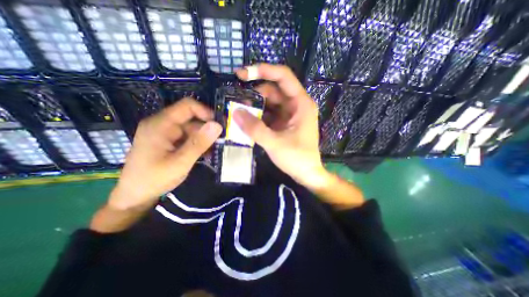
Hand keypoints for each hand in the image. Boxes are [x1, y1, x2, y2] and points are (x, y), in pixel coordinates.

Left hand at [108, 98, 221, 211]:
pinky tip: (204, 153)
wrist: (134, 196)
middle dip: (207, 128)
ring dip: (203, 138)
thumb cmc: (154, 179)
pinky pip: (186, 136)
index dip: (206, 112)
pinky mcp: (167, 140)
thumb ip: (199, 143)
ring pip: (191, 128)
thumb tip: (217, 125)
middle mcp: (162, 124)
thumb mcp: (180, 162)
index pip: (187, 106)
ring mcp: (164, 132)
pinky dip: (197, 143)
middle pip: (191, 118)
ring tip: (213, 150)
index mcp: (161, 124)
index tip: (219, 126)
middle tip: (220, 142)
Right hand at [232, 63, 329, 188]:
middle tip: (235, 99)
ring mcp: (289, 114)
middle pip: (273, 90)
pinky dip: (257, 116)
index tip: (242, 74)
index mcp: (301, 103)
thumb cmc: (297, 158)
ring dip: (254, 105)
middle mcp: (296, 105)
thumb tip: (236, 112)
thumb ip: (255, 128)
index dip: (263, 70)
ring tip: (237, 111)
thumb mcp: (275, 143)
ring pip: (269, 102)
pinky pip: (268, 114)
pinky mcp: (283, 123)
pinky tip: (245, 120)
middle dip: (254, 93)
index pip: (283, 77)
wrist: (306, 174)